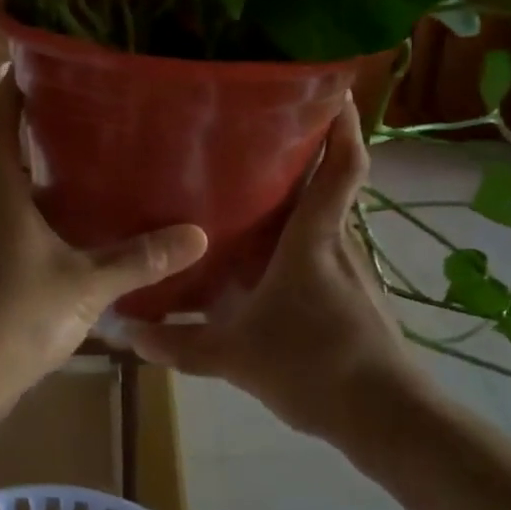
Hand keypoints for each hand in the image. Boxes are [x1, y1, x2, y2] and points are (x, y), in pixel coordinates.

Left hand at [0, 77, 207, 398]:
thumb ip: (138, 260)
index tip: (32, 65)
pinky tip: (89, 236)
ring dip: (51, 182)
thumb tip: (196, 233)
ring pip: (22, 200)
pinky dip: (55, 224)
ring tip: (100, 167)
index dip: (11, 95)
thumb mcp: (83, 285)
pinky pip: (29, 235)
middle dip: (41, 134)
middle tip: (90, 114)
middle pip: (10, 159)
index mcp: (3, 197)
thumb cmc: (11, 318)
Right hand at [124, 95, 422, 441]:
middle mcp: (339, 244)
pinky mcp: (360, 298)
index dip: (342, 127)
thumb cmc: (312, 366)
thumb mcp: (233, 356)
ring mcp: (354, 271)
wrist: (385, 418)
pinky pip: (329, 252)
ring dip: (304, 202)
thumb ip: (178, 344)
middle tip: (265, 136)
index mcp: (314, 239)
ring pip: (329, 221)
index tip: (332, 91)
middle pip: (333, 185)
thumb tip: (125, 332)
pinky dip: (306, 242)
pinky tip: (276, 262)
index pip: (341, 168)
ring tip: (259, 194)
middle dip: (309, 155)